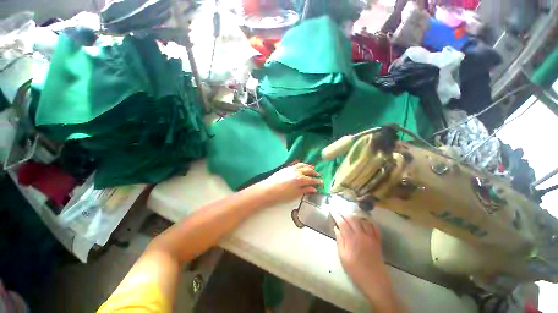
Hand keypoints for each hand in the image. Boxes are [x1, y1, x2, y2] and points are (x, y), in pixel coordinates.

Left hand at [256, 162, 321, 204]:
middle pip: (308, 170)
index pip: (311, 179)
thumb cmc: (282, 194)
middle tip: (318, 174)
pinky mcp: (286, 167)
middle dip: (314, 172)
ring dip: (308, 166)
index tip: (321, 182)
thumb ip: (305, 190)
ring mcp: (291, 168)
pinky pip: (295, 163)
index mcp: (300, 179)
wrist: (268, 189)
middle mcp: (297, 171)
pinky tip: (301, 163)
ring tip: (311, 167)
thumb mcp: (295, 194)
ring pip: (302, 165)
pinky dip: (300, 163)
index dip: (317, 181)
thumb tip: (314, 188)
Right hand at [332, 212, 385, 285]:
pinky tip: (365, 220)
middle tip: (338, 210)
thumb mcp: (343, 257)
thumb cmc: (356, 271)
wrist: (375, 282)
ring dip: (355, 215)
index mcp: (351, 239)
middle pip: (352, 219)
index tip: (332, 210)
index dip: (336, 215)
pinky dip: (369, 222)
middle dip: (344, 213)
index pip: (342, 223)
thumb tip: (336, 228)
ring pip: (362, 221)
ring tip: (349, 214)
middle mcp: (361, 235)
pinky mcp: (377, 241)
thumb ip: (339, 241)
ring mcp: (371, 237)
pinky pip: (374, 227)